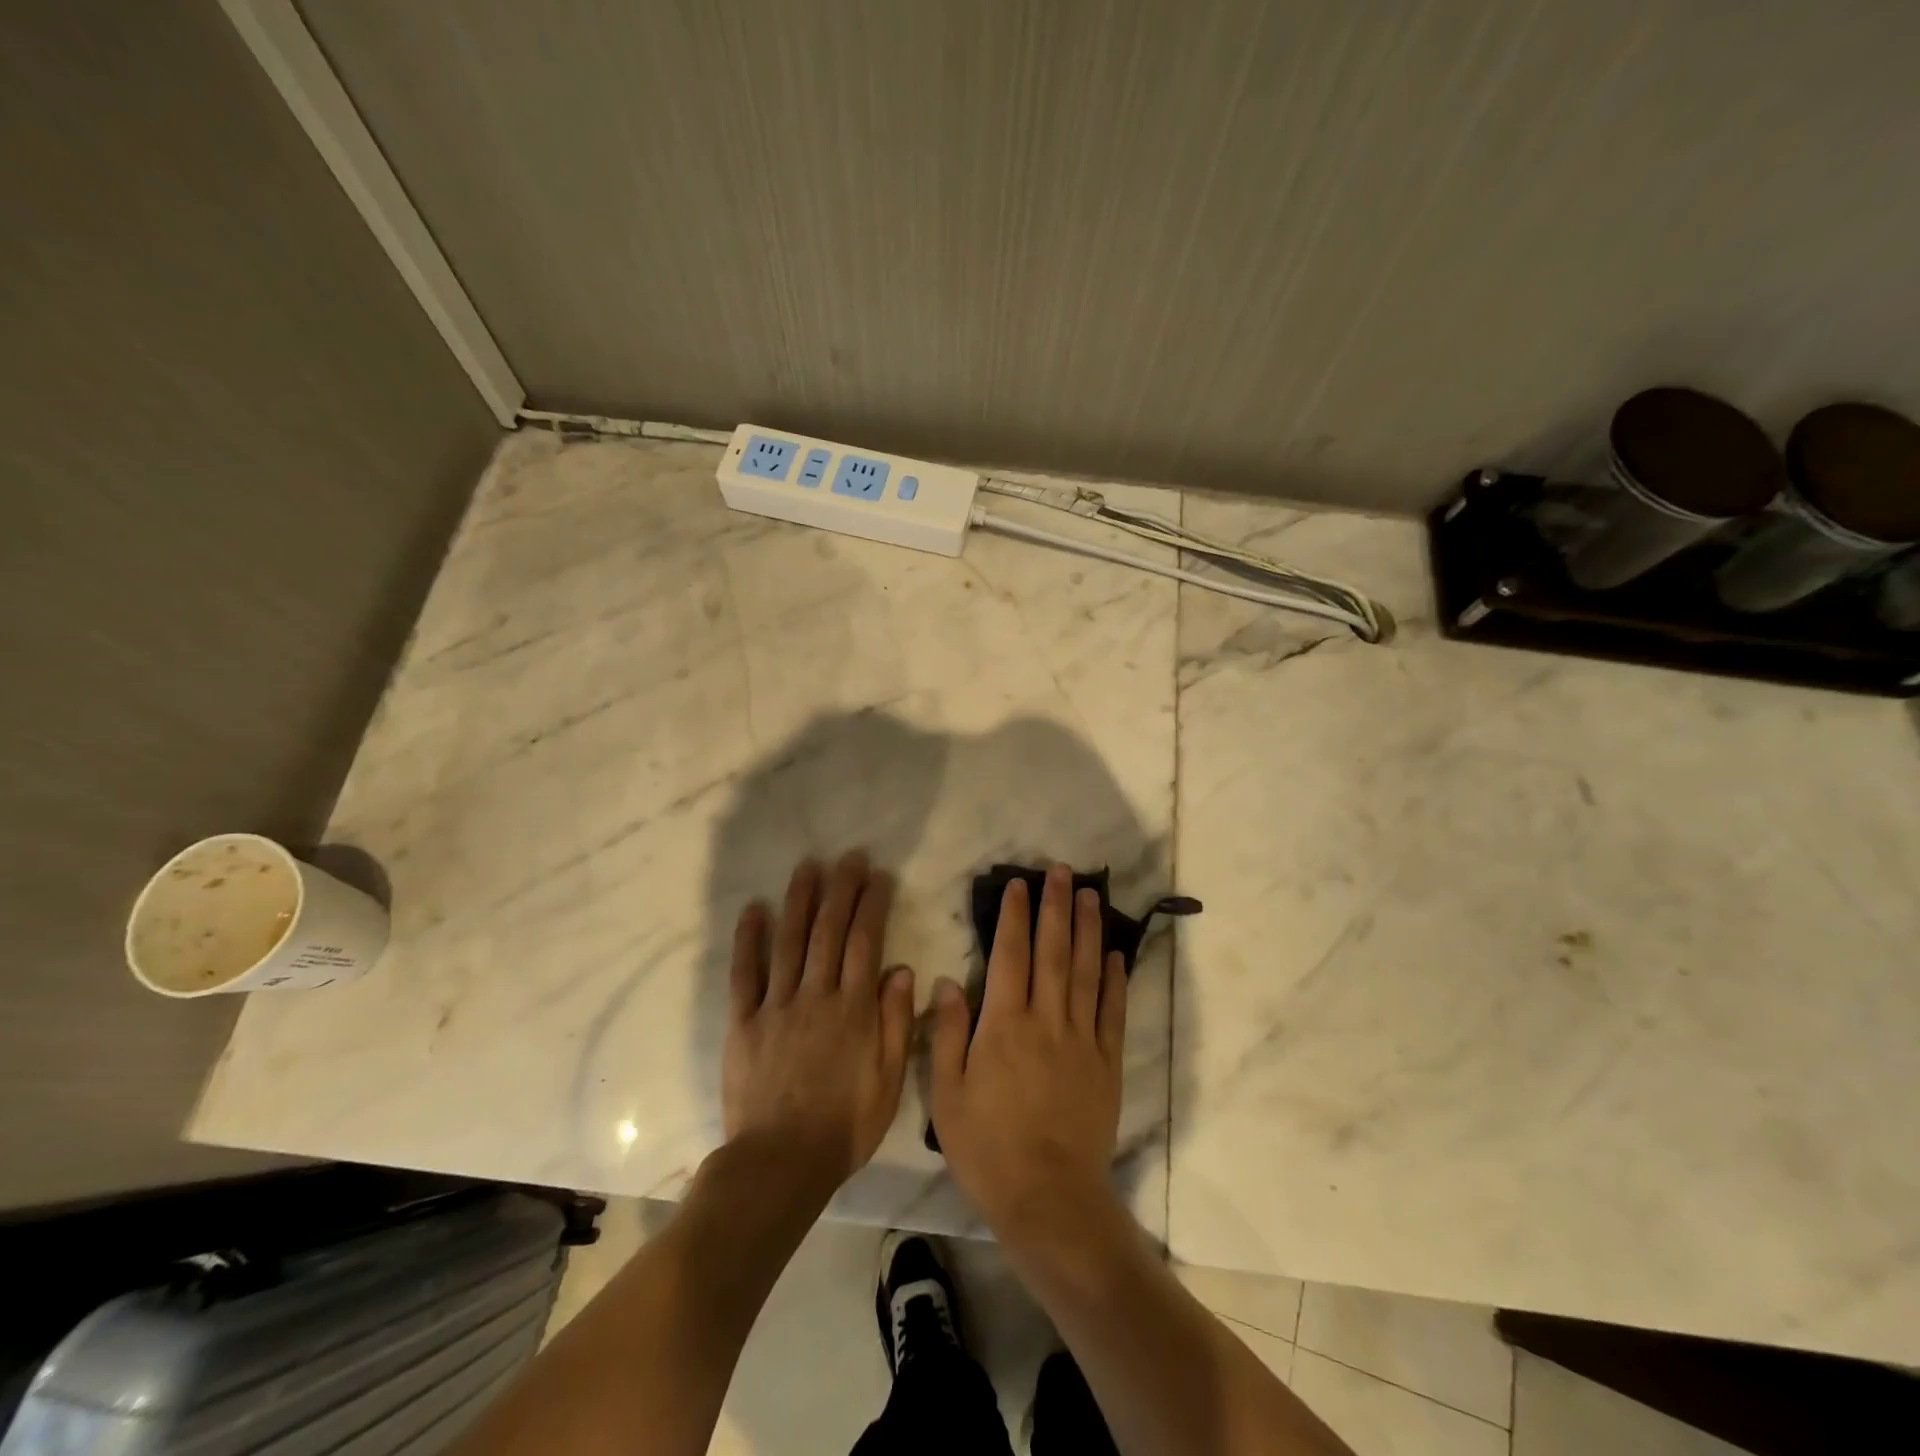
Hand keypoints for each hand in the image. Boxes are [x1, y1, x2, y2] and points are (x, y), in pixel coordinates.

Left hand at [723, 851, 915, 1197]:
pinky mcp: (743, 1022)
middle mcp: (816, 996)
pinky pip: (745, 974)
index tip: (878, 876)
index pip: (865, 943)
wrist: (780, 1164)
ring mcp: (777, 1006)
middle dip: (841, 890)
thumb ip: (895, 1022)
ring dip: (799, 901)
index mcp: (854, 1010)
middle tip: (848, 857)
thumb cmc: (844, 1126)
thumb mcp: (888, 1081)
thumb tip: (901, 969)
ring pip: (790, 942)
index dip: (872, 905)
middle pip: (829, 932)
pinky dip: (748, 940)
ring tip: (808, 867)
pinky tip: (754, 909)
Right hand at [930, 863, 1128, 1243]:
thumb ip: (948, 1033)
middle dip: (1057, 907)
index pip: (1011, 955)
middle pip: (1053, 952)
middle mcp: (1046, 1021)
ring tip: (1092, 896)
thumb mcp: (947, 1094)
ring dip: (1088, 930)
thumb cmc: (987, 1147)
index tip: (1021, 885)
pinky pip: (1112, 1011)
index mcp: (1004, 1025)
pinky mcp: (1106, 1063)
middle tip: (1063, 871)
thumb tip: (948, 981)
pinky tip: (1115, 954)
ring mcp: (1082, 1040)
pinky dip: (1114, 979)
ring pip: (1086, 972)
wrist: (1048, 1199)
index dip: (1016, 916)